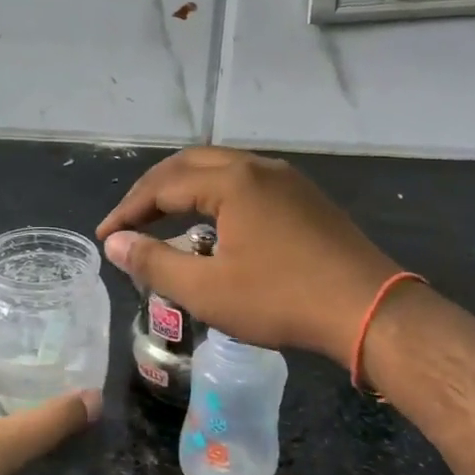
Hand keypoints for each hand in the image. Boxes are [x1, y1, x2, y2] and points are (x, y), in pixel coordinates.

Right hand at [96, 147, 402, 364]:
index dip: (127, 211)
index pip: (162, 185)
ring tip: (163, 219)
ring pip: (220, 170)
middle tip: (129, 221)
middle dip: (152, 191)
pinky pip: (246, 183)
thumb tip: (115, 243)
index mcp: (231, 181)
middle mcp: (258, 167)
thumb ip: (154, 263)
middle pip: (189, 165)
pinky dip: (215, 196)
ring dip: (184, 190)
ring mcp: (287, 179)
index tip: (106, 236)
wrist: (369, 309)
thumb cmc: (281, 299)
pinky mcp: (305, 198)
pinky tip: (214, 226)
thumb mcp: (207, 290)